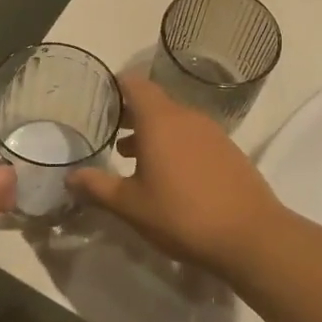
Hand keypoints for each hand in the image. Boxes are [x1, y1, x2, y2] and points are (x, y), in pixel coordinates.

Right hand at [69, 75, 285, 271]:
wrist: (251, 236)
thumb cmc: (182, 215)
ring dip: (152, 132)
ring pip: (174, 121)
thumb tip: (70, 177)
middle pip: (154, 102)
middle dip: (130, 114)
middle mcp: (187, 117)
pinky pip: (193, 136)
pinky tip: (168, 175)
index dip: (115, 87)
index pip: (135, 84)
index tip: (98, 100)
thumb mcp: (131, 206)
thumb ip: (97, 187)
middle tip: (108, 132)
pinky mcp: (229, 151)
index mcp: (160, 121)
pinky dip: (175, 145)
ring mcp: (212, 133)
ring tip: (131, 157)